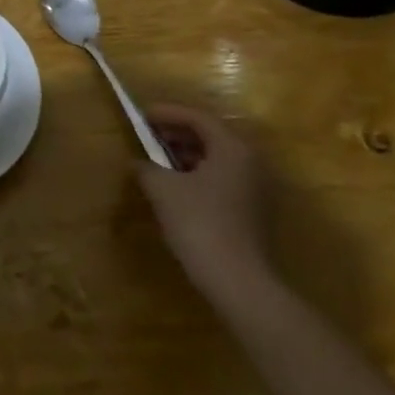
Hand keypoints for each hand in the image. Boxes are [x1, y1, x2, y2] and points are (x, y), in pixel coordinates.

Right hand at [137, 103, 276, 301]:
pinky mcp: (253, 212)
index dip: (167, 113)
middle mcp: (250, 162)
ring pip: (216, 159)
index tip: (142, 116)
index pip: (198, 118)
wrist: (238, 281)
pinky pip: (222, 179)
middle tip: (147, 137)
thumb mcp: (163, 190)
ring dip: (186, 155)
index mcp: (232, 149)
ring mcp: (256, 189)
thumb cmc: (199, 223)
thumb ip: (147, 168)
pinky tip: (176, 188)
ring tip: (157, 161)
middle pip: (210, 136)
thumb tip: (138, 163)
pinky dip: (197, 175)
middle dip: (176, 134)